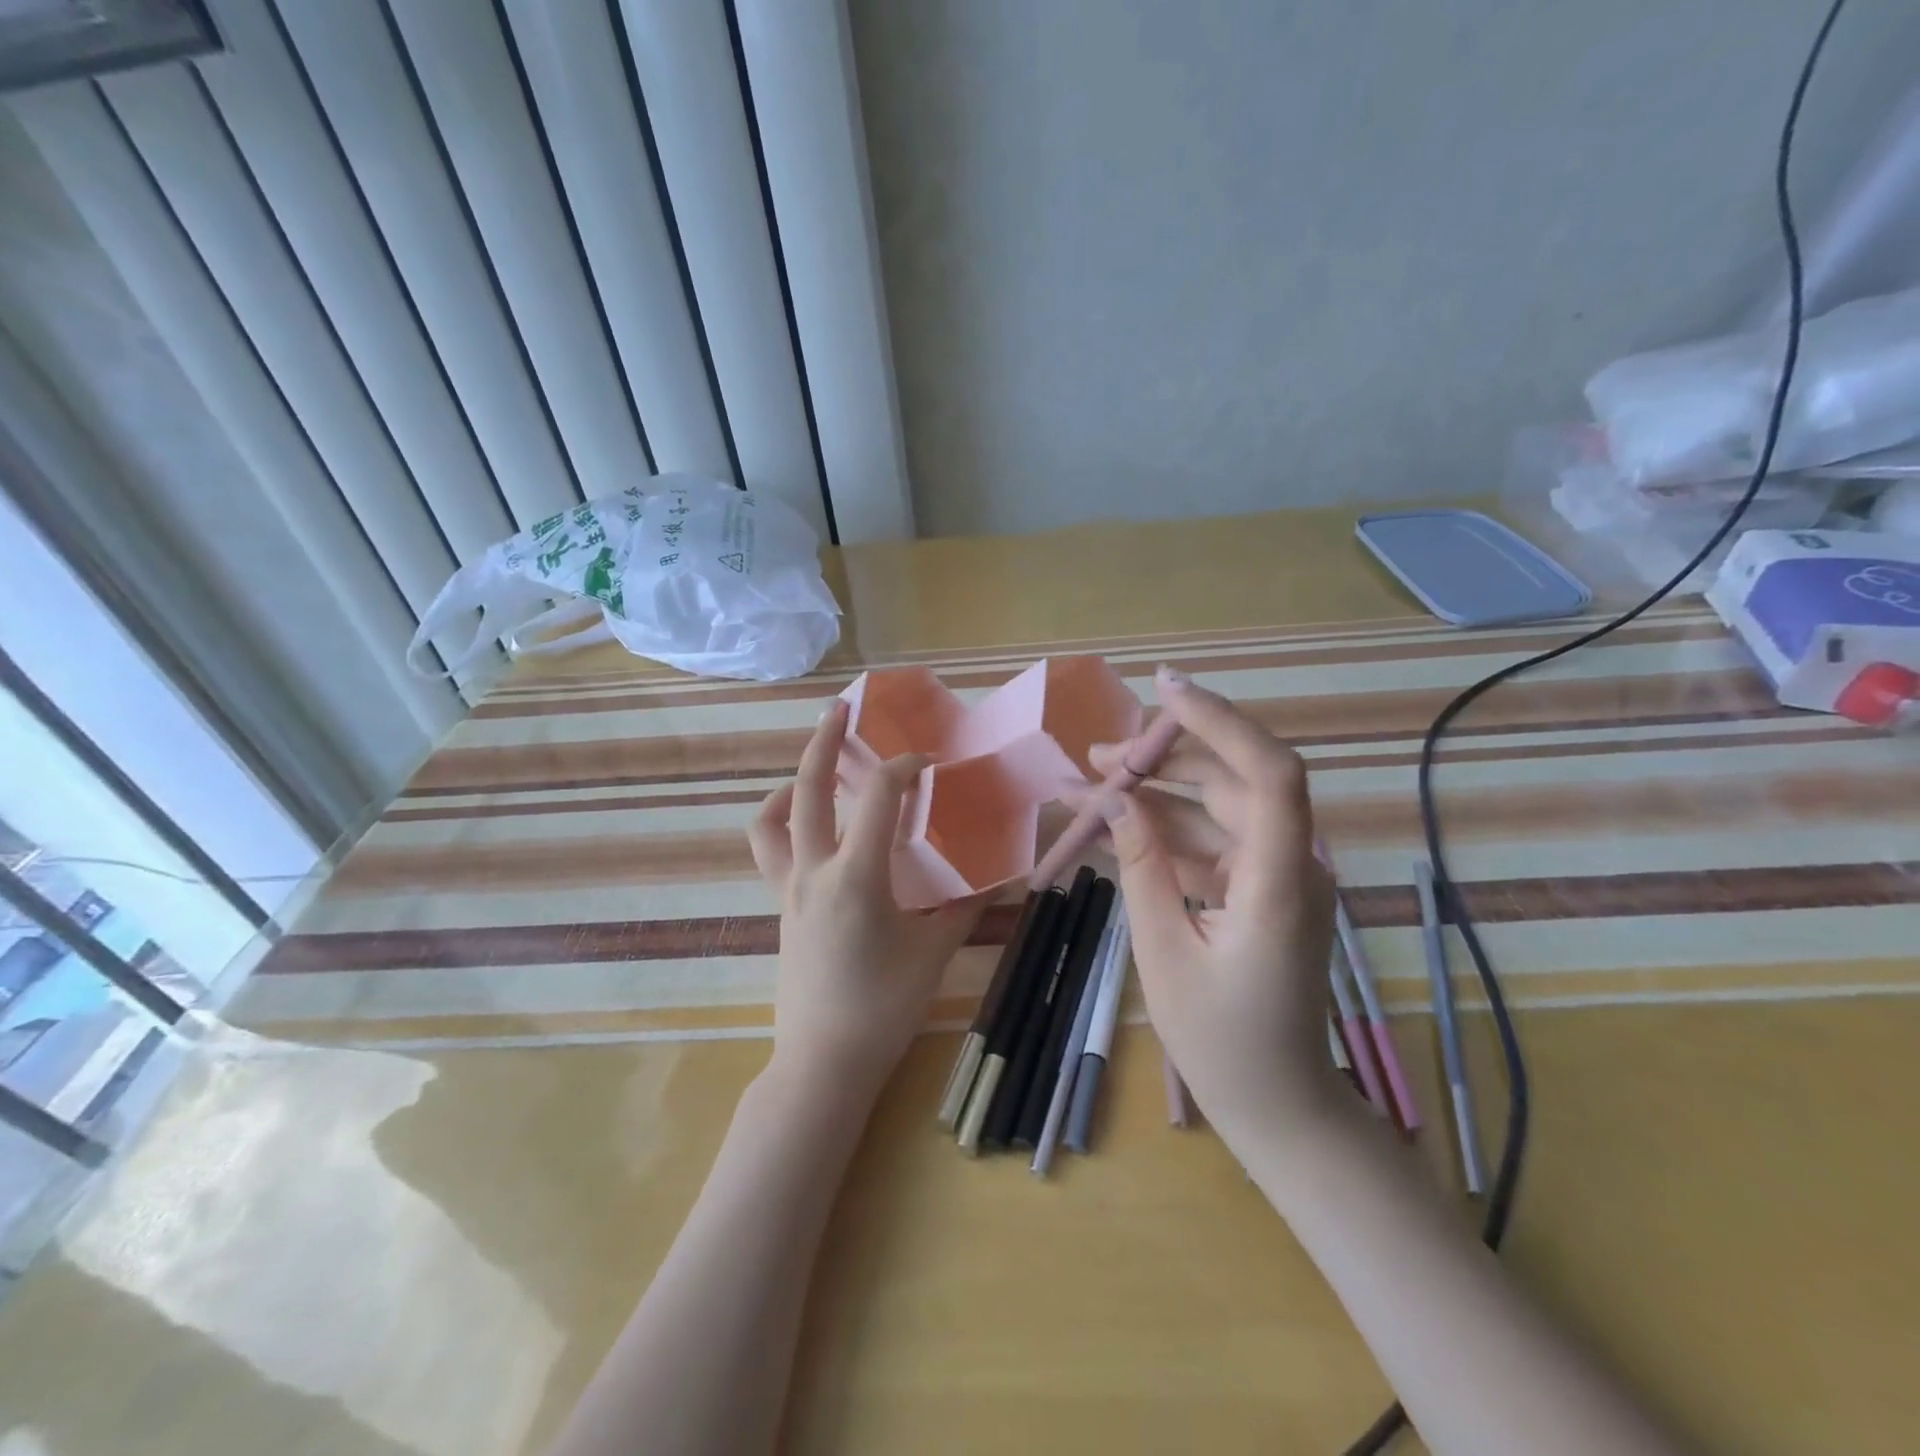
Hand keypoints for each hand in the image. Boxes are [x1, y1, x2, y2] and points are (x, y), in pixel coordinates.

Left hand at [747, 699, 983, 1100]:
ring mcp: (788, 888)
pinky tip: (806, 827)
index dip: (904, 769)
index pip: (878, 798)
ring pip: (771, 817)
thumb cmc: (883, 1007)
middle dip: (824, 741)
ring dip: (790, 783)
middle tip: (841, 709)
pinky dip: (779, 822)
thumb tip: (998, 878)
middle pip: (807, 788)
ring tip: (814, 769)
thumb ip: (965, 907)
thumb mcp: (933, 952)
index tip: (928, 764)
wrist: (823, 1061)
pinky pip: (768, 850)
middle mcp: (813, 870)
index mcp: (856, 876)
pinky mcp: (779, 905)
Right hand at [1087, 667, 1338, 1152]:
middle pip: (1235, 779)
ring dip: (1157, 794)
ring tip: (1089, 785)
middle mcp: (1291, 864)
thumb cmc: (1222, 1041)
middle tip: (1098, 754)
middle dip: (1166, 756)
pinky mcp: (1261, 891)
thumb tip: (1117, 800)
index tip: (1163, 689)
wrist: (1278, 1105)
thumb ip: (1143, 867)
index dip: (1220, 721)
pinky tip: (1115, 829)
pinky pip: (1213, 844)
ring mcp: (1279, 877)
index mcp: (1280, 881)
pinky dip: (1166, 833)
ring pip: (1218, 809)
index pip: (1267, 772)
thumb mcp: (1164, 951)